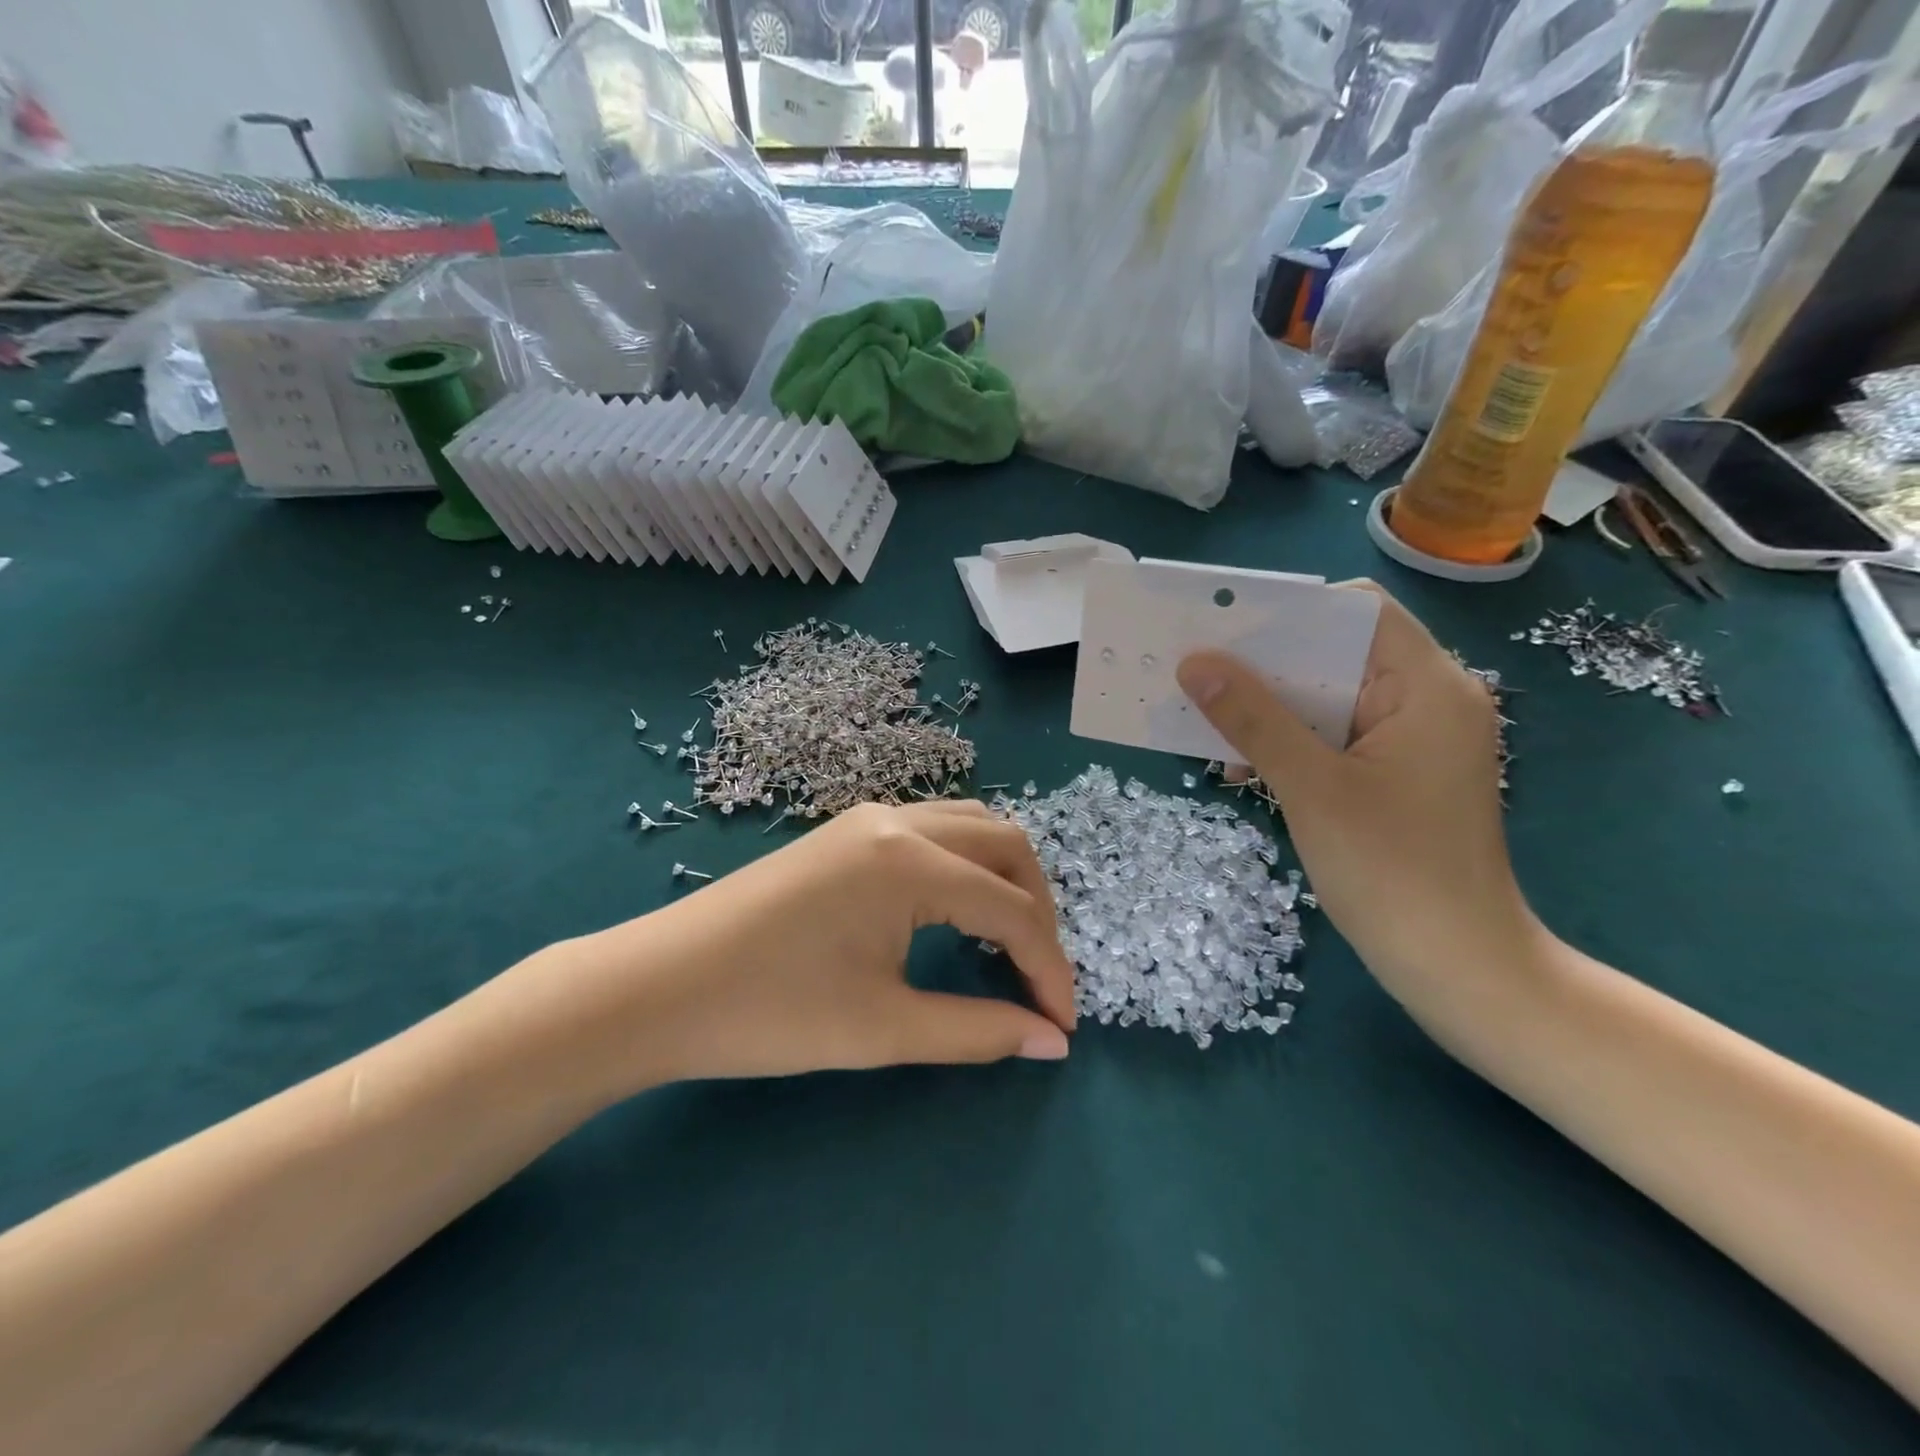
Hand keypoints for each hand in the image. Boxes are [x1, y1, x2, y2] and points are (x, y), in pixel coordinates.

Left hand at [563, 801, 1075, 1091]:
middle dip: (1038, 910)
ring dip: (1004, 877)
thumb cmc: (770, 1012)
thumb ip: (977, 1030)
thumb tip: (1051, 1042)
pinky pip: (933, 828)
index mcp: (910, 862)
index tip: (1062, 1025)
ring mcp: (869, 817)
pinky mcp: (847, 830)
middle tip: (1038, 978)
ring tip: (1006, 941)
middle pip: (1006, 846)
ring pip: (971, 826)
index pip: (1012, 910)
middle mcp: (898, 820)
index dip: (1048, 969)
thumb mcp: (883, 1029)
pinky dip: (965, 864)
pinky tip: (955, 909)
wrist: (659, 986)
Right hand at [1174, 583, 1534, 992]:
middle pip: (1340, 653)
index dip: (1289, 611)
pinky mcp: (1399, 774)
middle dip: (1268, 662)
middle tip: (1199, 668)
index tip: (1223, 627)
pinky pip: (1336, 735)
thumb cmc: (1392, 872)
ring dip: (1273, 705)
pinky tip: (1246, 760)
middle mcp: (1429, 700)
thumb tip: (1195, 663)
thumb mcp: (1311, 788)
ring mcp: (1415, 740)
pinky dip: (1292, 739)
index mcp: (1428, 687)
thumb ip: (1253, 718)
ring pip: (1332, 697)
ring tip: (1210, 716)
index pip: (1357, 612)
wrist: (1458, 968)